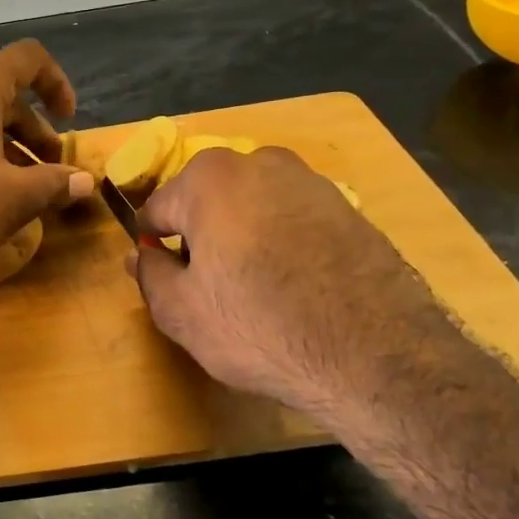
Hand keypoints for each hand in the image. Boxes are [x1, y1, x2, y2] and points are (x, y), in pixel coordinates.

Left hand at [0, 40, 93, 271]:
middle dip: (32, 128)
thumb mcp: (15, 198)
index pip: (27, 59)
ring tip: (20, 183)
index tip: (69, 118)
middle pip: (0, 94)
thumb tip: (86, 183)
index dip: (57, 82)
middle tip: (50, 165)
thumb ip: (55, 184)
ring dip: (3, 143)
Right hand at [131, 146, 469, 418]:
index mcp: (209, 178)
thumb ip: (149, 274)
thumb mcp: (181, 311)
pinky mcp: (348, 208)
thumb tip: (141, 255)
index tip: (168, 283)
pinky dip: (283, 245)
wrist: (377, 355)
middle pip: (206, 203)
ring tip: (257, 293)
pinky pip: (292, 221)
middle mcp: (259, 162)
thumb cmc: (259, 326)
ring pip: (251, 209)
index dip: (155, 249)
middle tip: (213, 292)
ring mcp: (310, 181)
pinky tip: (296, 289)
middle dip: (201, 239)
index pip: (157, 211)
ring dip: (242, 240)